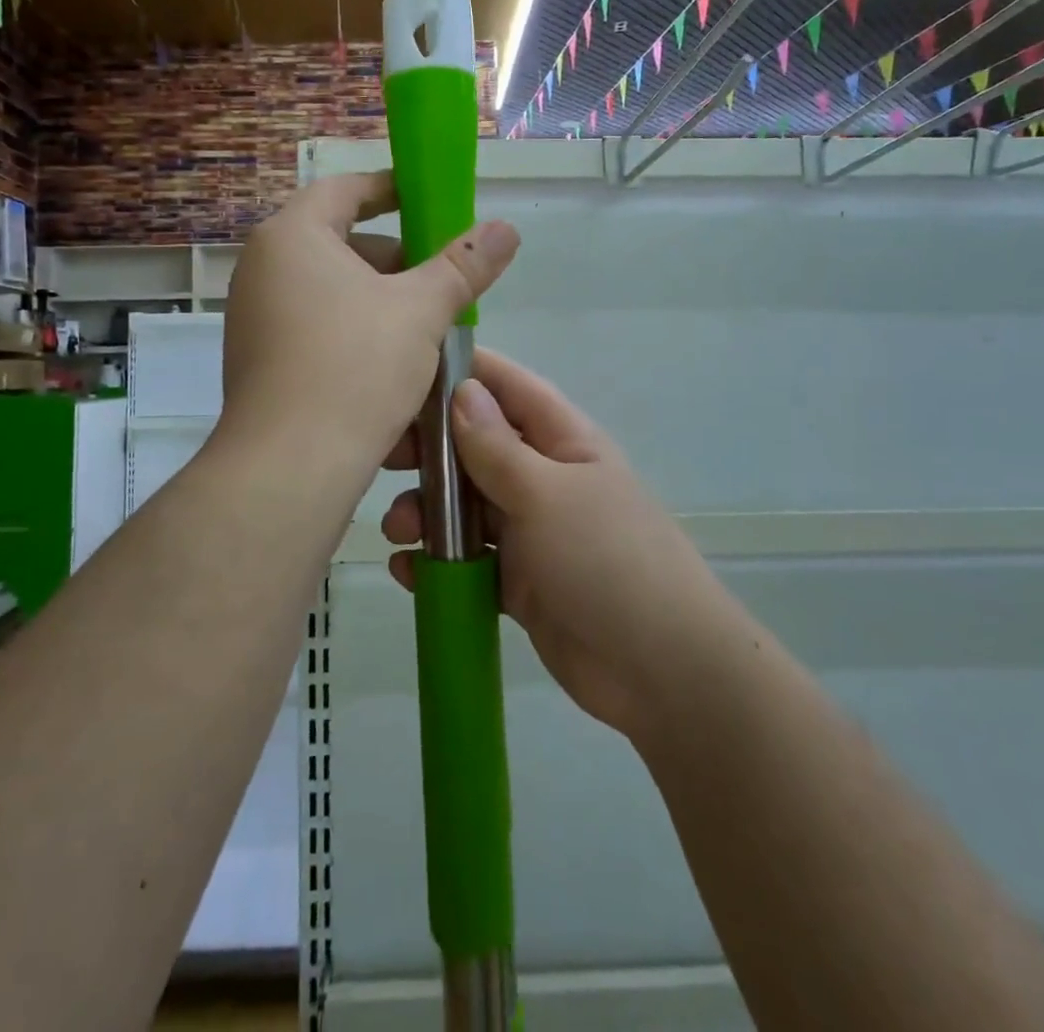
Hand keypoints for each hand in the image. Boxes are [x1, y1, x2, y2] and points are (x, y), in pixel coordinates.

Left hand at [220, 172, 518, 480]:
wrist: (291, 466)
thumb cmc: (355, 367)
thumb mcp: (421, 311)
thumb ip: (464, 265)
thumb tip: (505, 228)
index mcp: (292, 237)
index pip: (344, 189)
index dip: (391, 189)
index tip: (429, 200)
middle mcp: (262, 269)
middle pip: (339, 243)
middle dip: (395, 257)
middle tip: (439, 278)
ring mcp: (255, 317)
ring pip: (331, 291)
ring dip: (380, 300)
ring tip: (425, 328)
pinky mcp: (260, 361)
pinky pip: (315, 328)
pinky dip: (355, 332)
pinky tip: (392, 365)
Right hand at [383, 350, 728, 740]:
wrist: (660, 671)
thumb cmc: (606, 560)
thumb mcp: (547, 494)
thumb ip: (497, 447)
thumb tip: (462, 391)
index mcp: (562, 440)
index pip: (508, 386)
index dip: (463, 371)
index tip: (405, 371)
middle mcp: (544, 477)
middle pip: (477, 446)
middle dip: (430, 449)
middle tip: (382, 458)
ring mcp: (531, 531)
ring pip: (466, 505)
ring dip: (427, 511)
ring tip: (397, 530)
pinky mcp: (519, 580)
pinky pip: (470, 559)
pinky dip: (438, 562)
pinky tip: (407, 572)